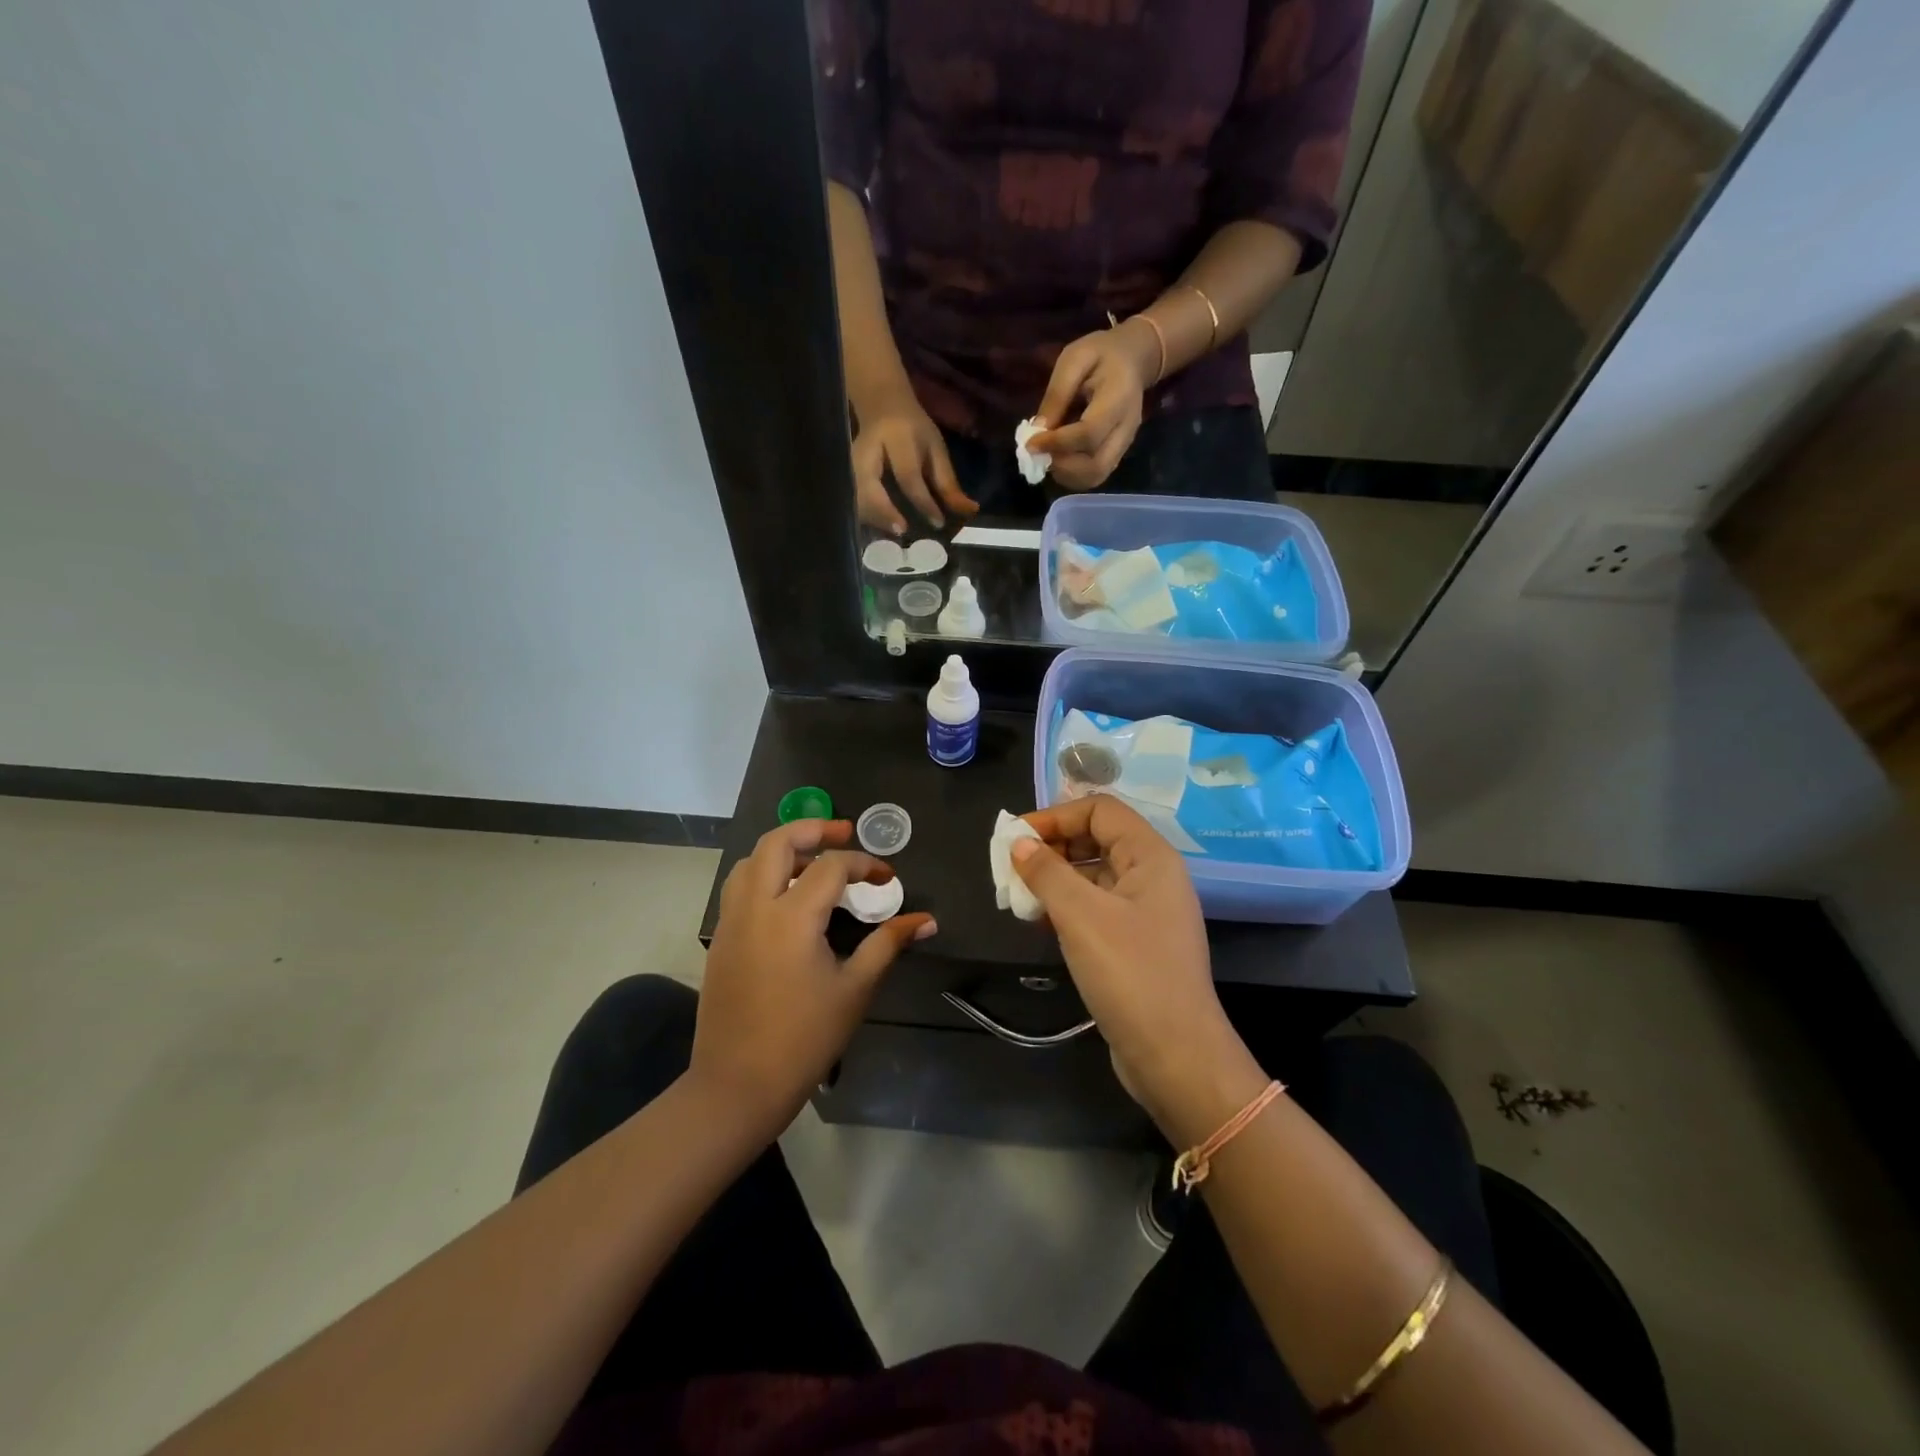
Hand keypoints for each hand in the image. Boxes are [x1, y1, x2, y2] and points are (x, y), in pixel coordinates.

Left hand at [697, 819, 934, 1135]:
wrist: (738, 1085)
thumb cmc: (804, 1038)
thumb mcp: (854, 989)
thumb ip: (888, 944)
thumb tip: (926, 920)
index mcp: (791, 917)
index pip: (831, 867)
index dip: (864, 863)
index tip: (886, 878)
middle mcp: (756, 907)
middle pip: (777, 842)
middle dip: (812, 828)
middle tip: (843, 832)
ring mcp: (731, 922)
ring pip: (750, 861)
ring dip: (783, 850)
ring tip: (813, 862)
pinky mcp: (720, 940)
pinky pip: (739, 888)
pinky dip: (764, 875)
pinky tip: (787, 899)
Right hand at [851, 391, 977, 533]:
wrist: (882, 404)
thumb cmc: (913, 429)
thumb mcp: (935, 448)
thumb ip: (948, 482)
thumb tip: (970, 511)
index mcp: (896, 438)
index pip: (908, 476)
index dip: (923, 502)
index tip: (937, 523)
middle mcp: (867, 451)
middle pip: (869, 488)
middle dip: (884, 513)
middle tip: (902, 531)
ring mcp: (849, 463)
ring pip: (855, 497)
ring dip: (873, 518)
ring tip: (894, 531)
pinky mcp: (844, 474)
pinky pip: (852, 500)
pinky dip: (867, 517)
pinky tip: (881, 526)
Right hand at [1010, 796, 1243, 1124]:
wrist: (1175, 1056)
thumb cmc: (1130, 973)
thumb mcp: (1081, 916)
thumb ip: (1046, 872)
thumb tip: (1018, 843)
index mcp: (1151, 856)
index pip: (1100, 809)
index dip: (1056, 816)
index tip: (1016, 838)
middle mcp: (1152, 876)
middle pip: (1096, 838)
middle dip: (1052, 847)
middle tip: (1012, 869)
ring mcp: (1146, 911)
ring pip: (1093, 875)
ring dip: (1055, 878)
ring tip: (1019, 898)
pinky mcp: (1136, 942)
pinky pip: (1096, 907)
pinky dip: (1067, 906)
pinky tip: (1040, 923)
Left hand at [1028, 320, 1158, 491]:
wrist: (1134, 359)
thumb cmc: (1102, 353)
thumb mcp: (1074, 359)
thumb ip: (1056, 394)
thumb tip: (1037, 431)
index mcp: (1119, 398)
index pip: (1089, 434)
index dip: (1057, 443)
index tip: (1030, 443)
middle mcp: (1126, 428)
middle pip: (1096, 466)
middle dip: (1061, 466)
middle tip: (1039, 453)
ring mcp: (1125, 444)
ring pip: (1095, 476)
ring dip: (1065, 474)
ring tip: (1047, 456)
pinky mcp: (1118, 453)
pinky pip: (1096, 475)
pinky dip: (1073, 475)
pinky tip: (1058, 459)